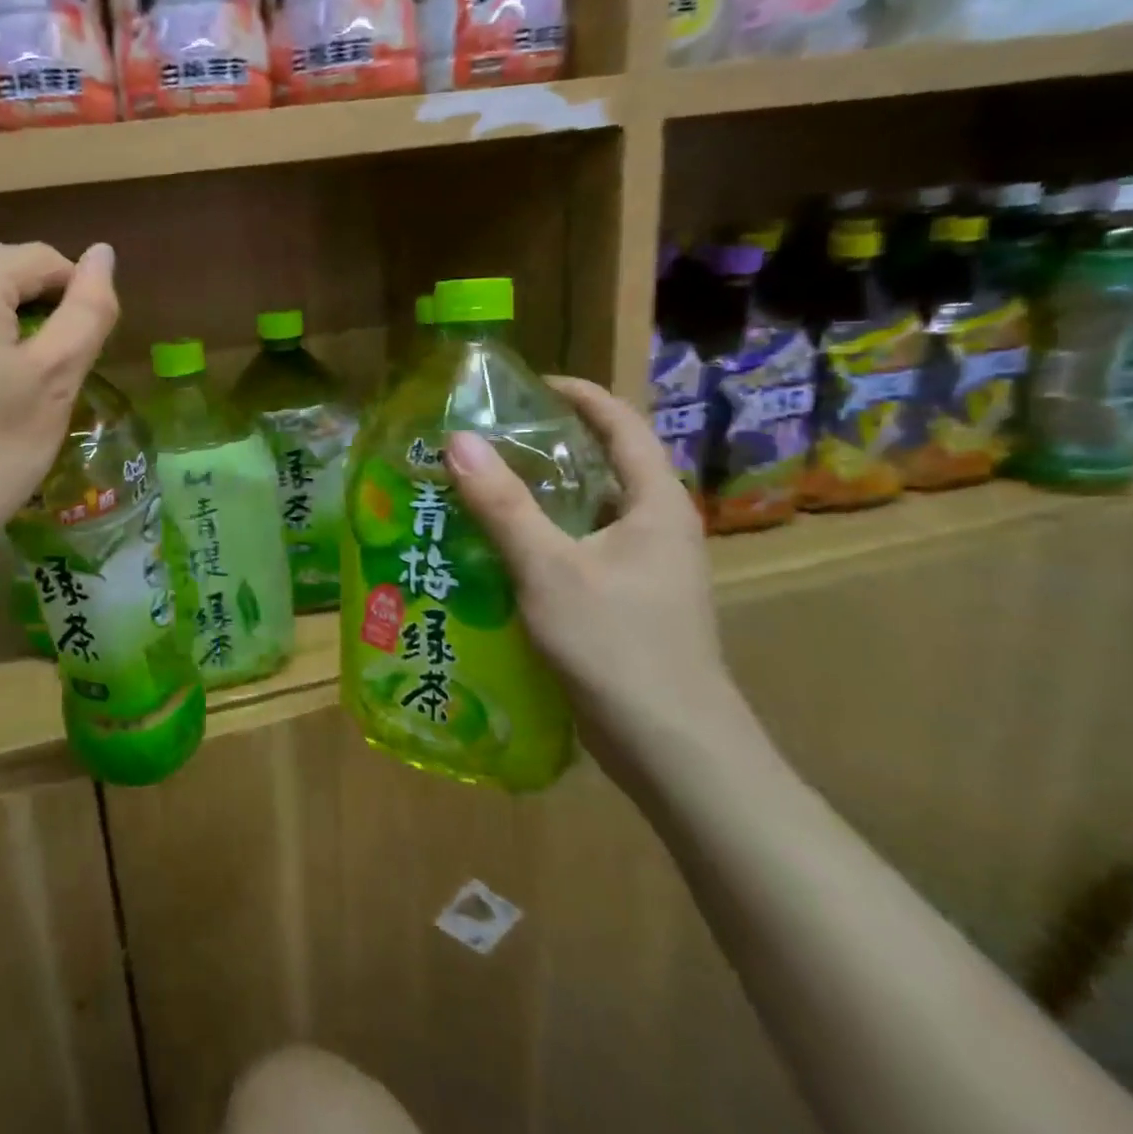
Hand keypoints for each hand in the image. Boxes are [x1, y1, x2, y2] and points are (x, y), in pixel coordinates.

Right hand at [443, 378, 769, 793]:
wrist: (674, 749)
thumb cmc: (618, 646)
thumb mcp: (549, 569)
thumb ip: (503, 505)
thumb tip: (458, 440)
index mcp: (655, 505)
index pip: (622, 426)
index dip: (579, 395)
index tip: (527, 384)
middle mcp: (655, 527)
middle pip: (601, 465)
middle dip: (545, 444)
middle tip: (484, 437)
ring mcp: (642, 568)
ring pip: (584, 512)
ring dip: (537, 495)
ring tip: (477, 485)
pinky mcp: (624, 601)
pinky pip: (576, 549)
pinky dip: (538, 537)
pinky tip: (494, 548)